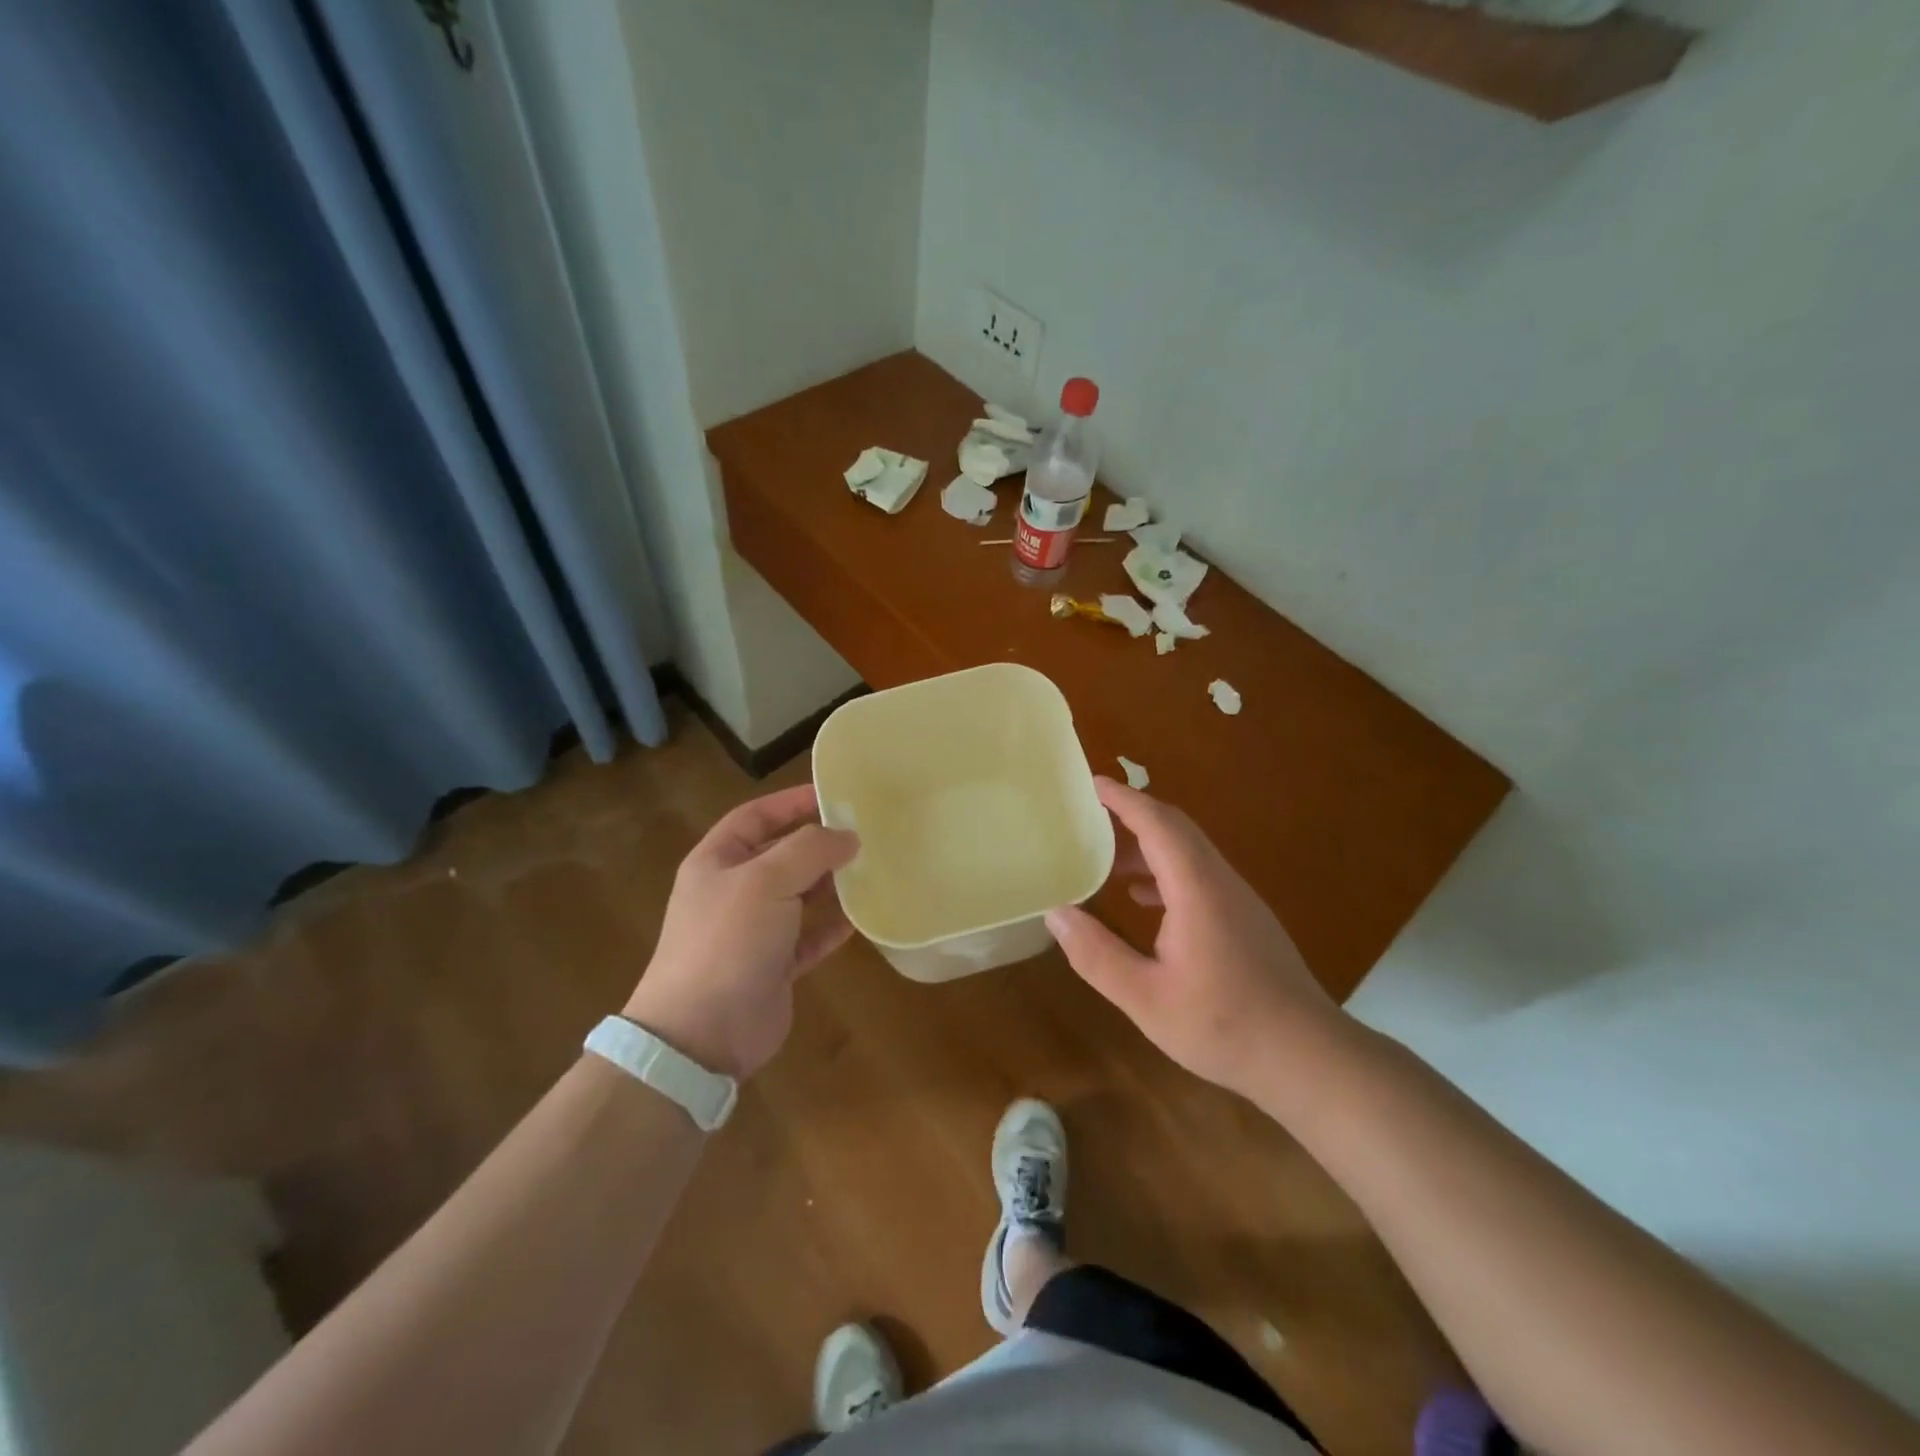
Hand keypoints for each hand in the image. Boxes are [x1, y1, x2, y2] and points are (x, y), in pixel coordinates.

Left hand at [623, 785, 857, 1080]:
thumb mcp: (766, 880)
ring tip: (871, 870)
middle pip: (782, 855)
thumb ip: (810, 850)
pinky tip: (860, 919)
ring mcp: (753, 931)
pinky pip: (808, 938)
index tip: (834, 795)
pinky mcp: (773, 967)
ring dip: (830, 885)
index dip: (791, 802)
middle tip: (865, 834)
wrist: (702, 1033)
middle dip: (819, 845)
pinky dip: (831, 928)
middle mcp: (734, 891)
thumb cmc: (728, 941)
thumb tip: (848, 836)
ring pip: (799, 897)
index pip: (756, 816)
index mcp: (718, 861)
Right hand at [1045, 778, 1342, 1100]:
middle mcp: (1220, 881)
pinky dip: (1165, 871)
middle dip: (1132, 814)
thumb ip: (1097, 955)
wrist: (1308, 1058)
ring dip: (1147, 846)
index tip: (1090, 783)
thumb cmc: (1224, 1026)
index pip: (1158, 823)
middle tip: (1088, 816)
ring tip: (1106, 861)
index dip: (1123, 799)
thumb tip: (1057, 914)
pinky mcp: (1246, 919)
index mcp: (1197, 888)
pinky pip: (1199, 875)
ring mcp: (1238, 899)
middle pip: (1175, 828)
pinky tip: (1142, 899)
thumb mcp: (1146, 998)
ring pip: (1189, 852)